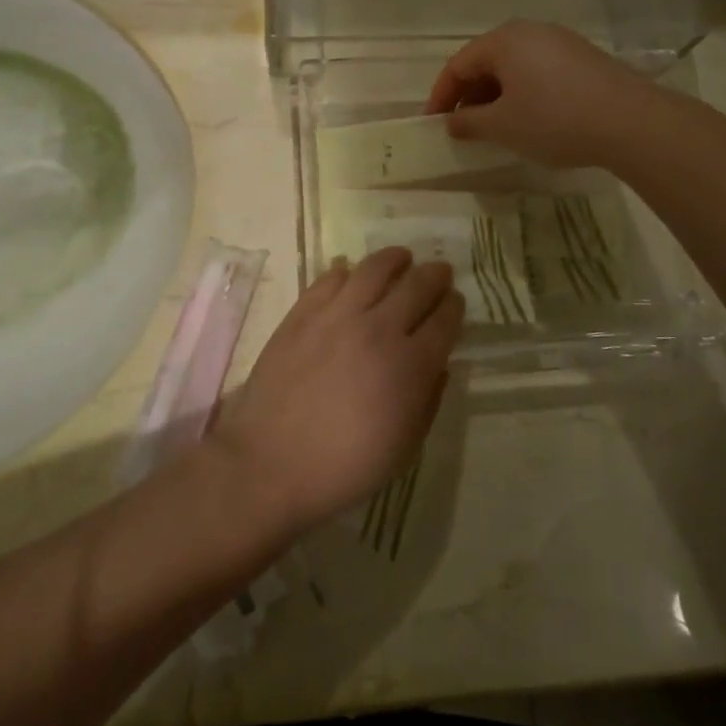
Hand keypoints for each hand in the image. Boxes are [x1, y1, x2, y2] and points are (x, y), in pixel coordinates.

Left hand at [212, 248, 462, 534]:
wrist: (269, 463)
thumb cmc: (344, 467)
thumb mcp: (404, 448)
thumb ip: (428, 400)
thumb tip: (438, 364)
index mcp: (411, 365)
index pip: (445, 319)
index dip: (454, 307)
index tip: (456, 302)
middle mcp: (379, 328)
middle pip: (417, 285)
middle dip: (435, 276)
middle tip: (440, 272)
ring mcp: (337, 315)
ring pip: (375, 268)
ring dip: (396, 259)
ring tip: (402, 258)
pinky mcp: (303, 311)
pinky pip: (331, 277)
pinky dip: (348, 271)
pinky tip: (352, 274)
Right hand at [425, 20, 655, 168]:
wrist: (631, 122)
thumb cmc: (554, 119)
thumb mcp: (502, 126)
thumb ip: (469, 122)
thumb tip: (452, 122)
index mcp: (504, 40)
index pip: (458, 65)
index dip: (441, 96)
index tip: (434, 124)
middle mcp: (531, 31)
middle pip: (486, 62)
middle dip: (469, 95)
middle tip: (462, 128)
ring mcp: (561, 42)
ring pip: (514, 68)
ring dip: (497, 96)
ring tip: (494, 128)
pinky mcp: (584, 59)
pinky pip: (539, 72)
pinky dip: (523, 94)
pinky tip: (529, 120)